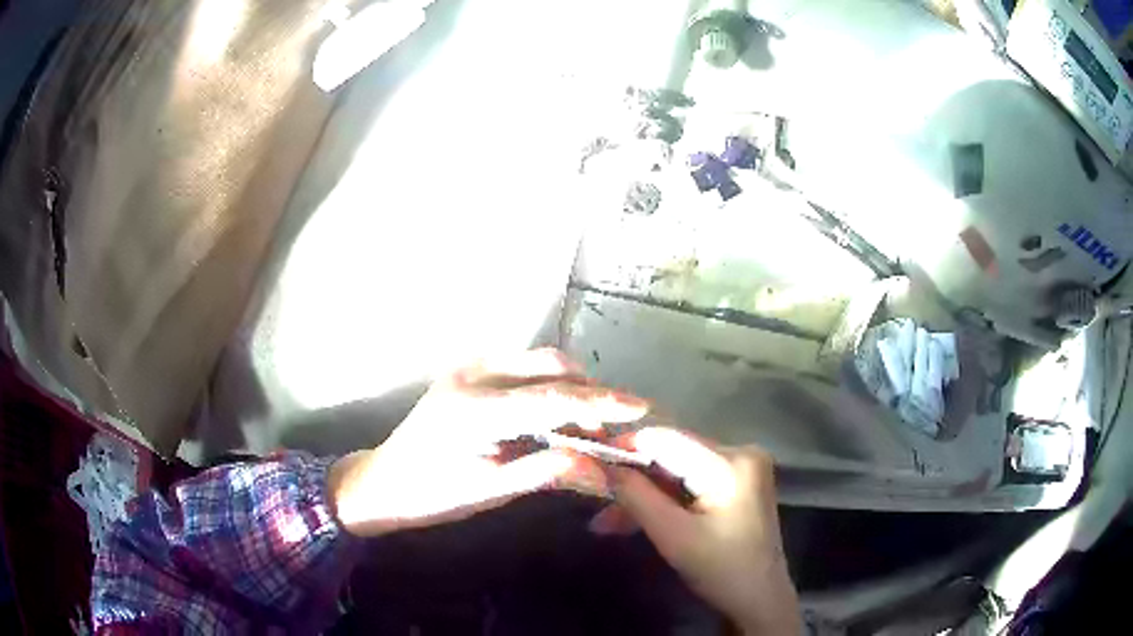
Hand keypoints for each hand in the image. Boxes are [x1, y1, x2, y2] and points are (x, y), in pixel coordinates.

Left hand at [327, 349, 647, 536]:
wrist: (382, 481)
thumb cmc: (431, 495)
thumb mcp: (490, 490)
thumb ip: (547, 472)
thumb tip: (603, 471)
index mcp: (473, 409)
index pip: (551, 398)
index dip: (600, 402)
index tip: (640, 407)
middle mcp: (472, 374)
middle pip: (549, 366)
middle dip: (589, 393)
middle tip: (609, 431)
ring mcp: (468, 367)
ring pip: (538, 363)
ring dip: (570, 389)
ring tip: (588, 427)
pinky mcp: (468, 371)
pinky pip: (521, 369)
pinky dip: (548, 387)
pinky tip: (556, 416)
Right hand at [606, 429, 800, 634]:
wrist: (761, 598)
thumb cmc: (721, 570)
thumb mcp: (673, 536)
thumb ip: (635, 496)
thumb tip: (599, 465)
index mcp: (731, 462)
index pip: (666, 439)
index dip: (624, 448)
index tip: (589, 463)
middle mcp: (740, 452)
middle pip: (671, 456)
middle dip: (632, 482)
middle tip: (596, 506)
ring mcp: (742, 467)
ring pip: (677, 472)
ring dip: (644, 496)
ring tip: (608, 523)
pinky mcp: (738, 483)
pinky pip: (691, 482)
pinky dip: (665, 501)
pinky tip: (637, 519)